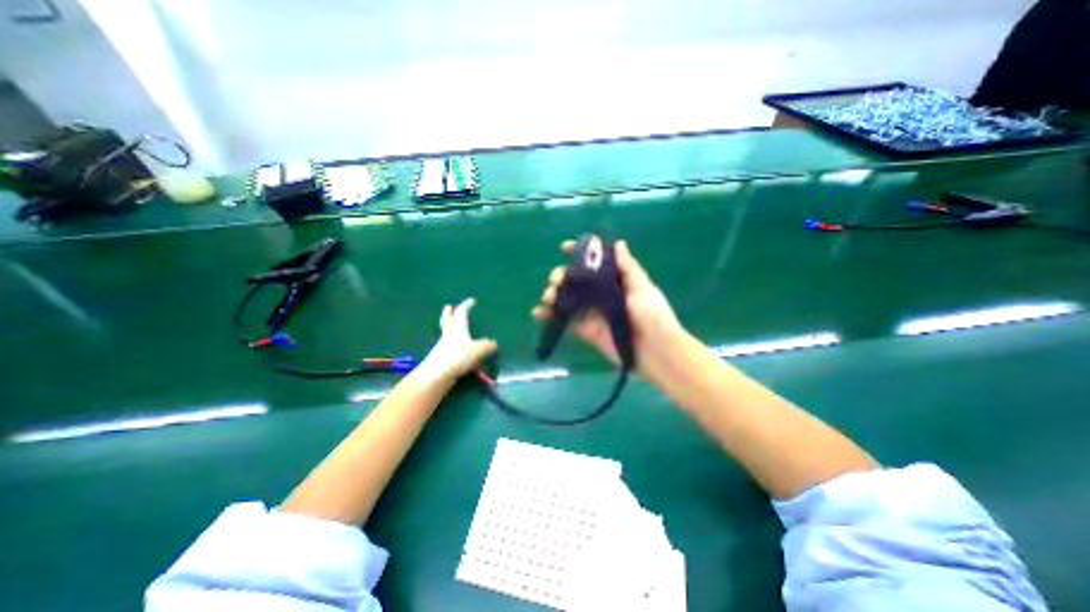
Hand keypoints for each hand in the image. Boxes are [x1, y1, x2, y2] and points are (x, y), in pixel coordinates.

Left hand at [418, 297, 495, 382]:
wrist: (437, 374)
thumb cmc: (458, 356)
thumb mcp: (478, 350)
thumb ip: (487, 345)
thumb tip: (493, 342)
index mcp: (458, 327)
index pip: (462, 312)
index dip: (467, 305)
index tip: (471, 300)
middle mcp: (449, 333)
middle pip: (447, 320)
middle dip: (449, 313)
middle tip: (448, 307)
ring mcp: (444, 345)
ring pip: (446, 332)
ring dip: (449, 326)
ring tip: (452, 325)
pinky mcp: (442, 357)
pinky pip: (449, 345)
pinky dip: (453, 342)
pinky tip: (459, 347)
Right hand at [536, 240, 682, 372]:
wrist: (656, 352)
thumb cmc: (653, 316)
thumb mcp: (642, 289)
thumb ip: (628, 269)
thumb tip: (619, 243)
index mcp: (615, 280)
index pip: (595, 263)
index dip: (580, 254)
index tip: (564, 247)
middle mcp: (602, 294)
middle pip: (576, 280)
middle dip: (562, 276)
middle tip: (556, 281)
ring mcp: (593, 312)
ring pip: (568, 299)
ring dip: (553, 295)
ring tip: (547, 298)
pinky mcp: (587, 330)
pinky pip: (566, 320)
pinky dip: (552, 316)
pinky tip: (539, 313)